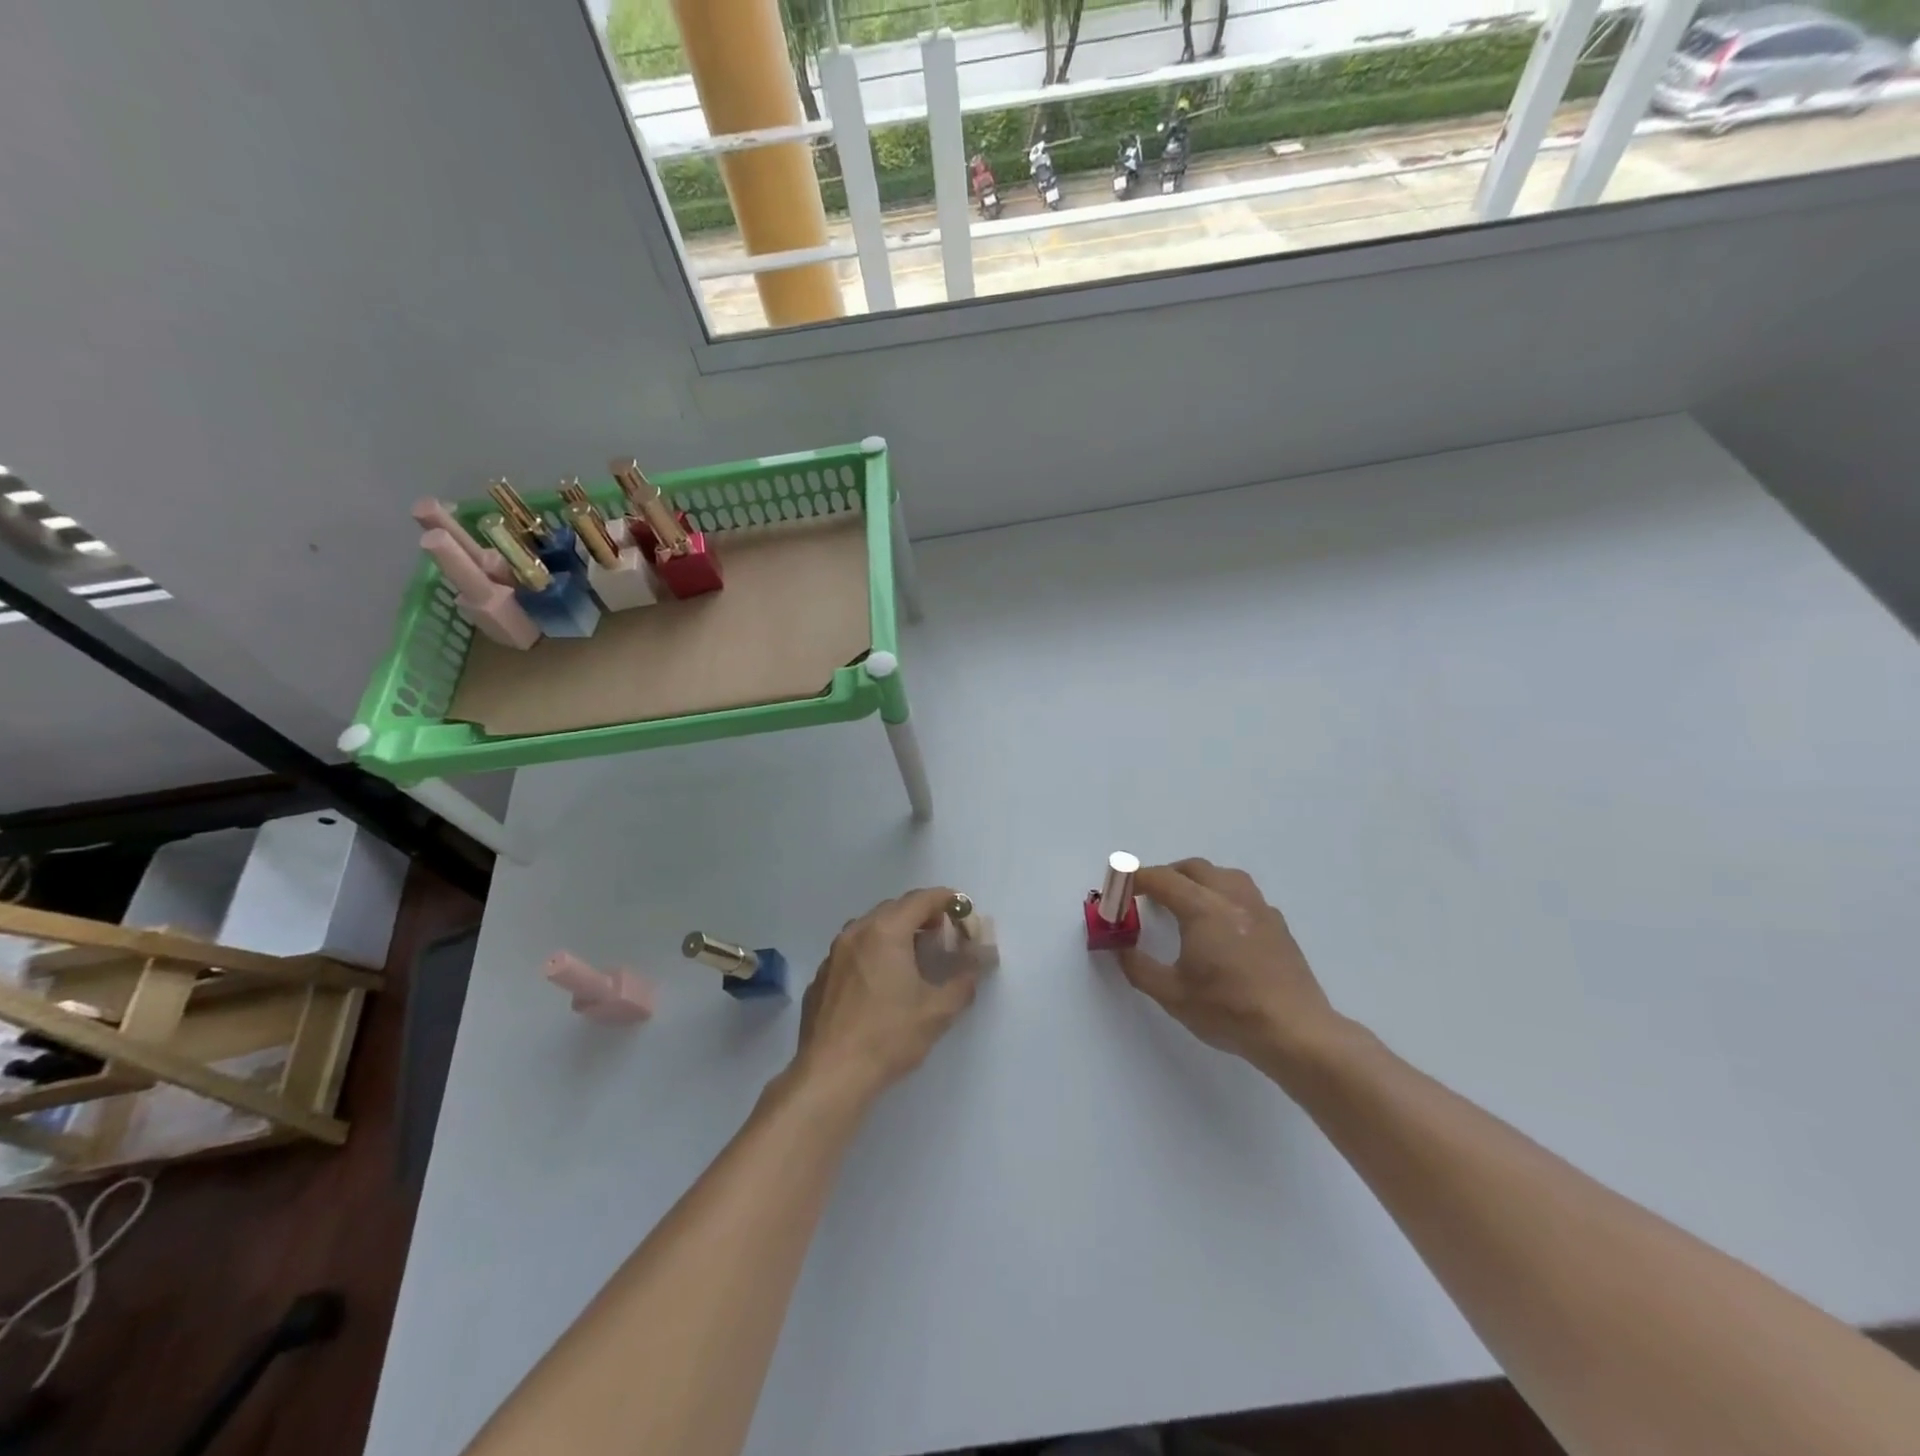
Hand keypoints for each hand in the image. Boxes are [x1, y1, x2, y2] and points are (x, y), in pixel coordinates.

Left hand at [788, 887, 984, 1109]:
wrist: (830, 1074)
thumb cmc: (888, 1037)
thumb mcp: (937, 1011)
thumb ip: (963, 981)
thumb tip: (978, 963)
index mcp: (885, 932)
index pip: (920, 899)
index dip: (945, 899)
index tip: (962, 908)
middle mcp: (856, 933)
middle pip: (893, 909)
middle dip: (920, 914)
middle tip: (941, 934)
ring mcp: (833, 955)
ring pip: (868, 928)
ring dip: (893, 932)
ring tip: (911, 956)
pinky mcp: (820, 978)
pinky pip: (851, 951)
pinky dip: (871, 953)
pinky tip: (879, 982)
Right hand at [1118, 859, 1346, 1083]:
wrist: (1295, 1032)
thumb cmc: (1228, 1011)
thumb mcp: (1172, 995)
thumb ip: (1139, 967)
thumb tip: (1121, 948)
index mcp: (1202, 909)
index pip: (1161, 879)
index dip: (1135, 880)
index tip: (1119, 892)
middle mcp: (1232, 898)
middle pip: (1194, 868)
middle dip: (1166, 875)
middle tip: (1148, 897)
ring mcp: (1260, 909)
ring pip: (1224, 875)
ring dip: (1198, 880)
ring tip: (1186, 903)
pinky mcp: (1278, 926)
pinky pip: (1245, 895)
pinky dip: (1224, 897)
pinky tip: (1221, 926)